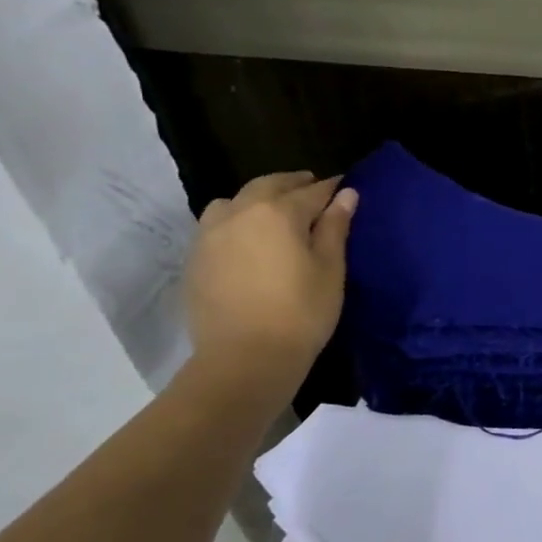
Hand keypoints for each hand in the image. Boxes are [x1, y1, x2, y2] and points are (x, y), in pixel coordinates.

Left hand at [184, 172, 357, 385]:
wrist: (245, 357)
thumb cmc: (301, 312)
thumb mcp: (330, 268)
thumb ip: (335, 227)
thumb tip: (346, 194)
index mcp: (278, 212)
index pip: (312, 191)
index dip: (331, 189)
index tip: (345, 187)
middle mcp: (240, 212)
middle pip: (268, 186)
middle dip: (293, 184)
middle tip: (312, 189)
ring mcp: (211, 234)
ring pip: (234, 201)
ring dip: (258, 199)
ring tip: (274, 212)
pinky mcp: (195, 258)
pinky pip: (216, 224)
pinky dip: (236, 220)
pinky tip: (248, 238)